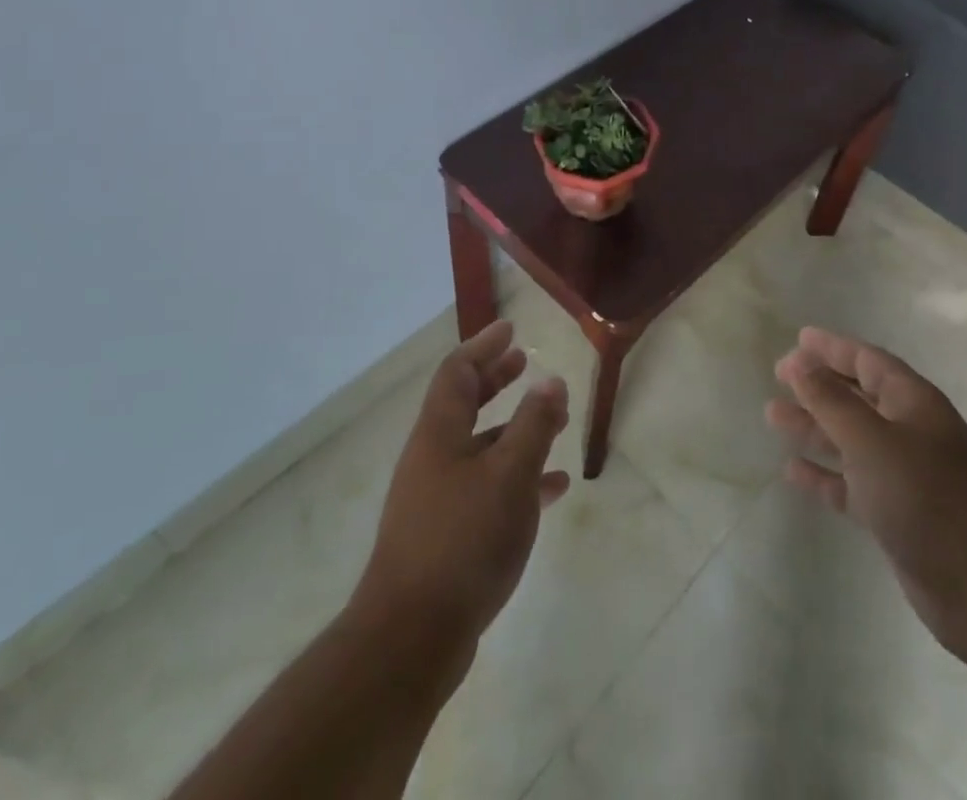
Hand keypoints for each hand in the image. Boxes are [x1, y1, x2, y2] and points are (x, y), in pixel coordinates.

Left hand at [352, 321, 569, 663]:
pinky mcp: (446, 536)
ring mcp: (436, 498)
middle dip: (496, 380)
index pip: (457, 371)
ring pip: (479, 447)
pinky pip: (486, 489)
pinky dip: (517, 478)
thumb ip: (533, 425)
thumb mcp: (510, 475)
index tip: (510, 329)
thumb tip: (551, 381)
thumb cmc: (463, 540)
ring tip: (555, 422)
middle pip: (464, 404)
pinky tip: (553, 489)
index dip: (484, 345)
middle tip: (525, 362)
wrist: (411, 639)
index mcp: (439, 433)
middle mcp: (432, 458)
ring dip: (514, 429)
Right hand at [766, 327, 966, 670]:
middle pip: (857, 397)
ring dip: (814, 427)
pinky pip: (851, 484)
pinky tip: (792, 471)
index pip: (868, 361)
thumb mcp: (871, 440)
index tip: (797, 340)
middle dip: (818, 385)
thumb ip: (831, 401)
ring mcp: (905, 475)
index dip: (833, 348)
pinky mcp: (897, 515)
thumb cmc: (928, 497)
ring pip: (850, 440)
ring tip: (773, 416)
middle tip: (778, 376)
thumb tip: (800, 363)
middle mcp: (910, 431)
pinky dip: (824, 475)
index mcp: (914, 402)